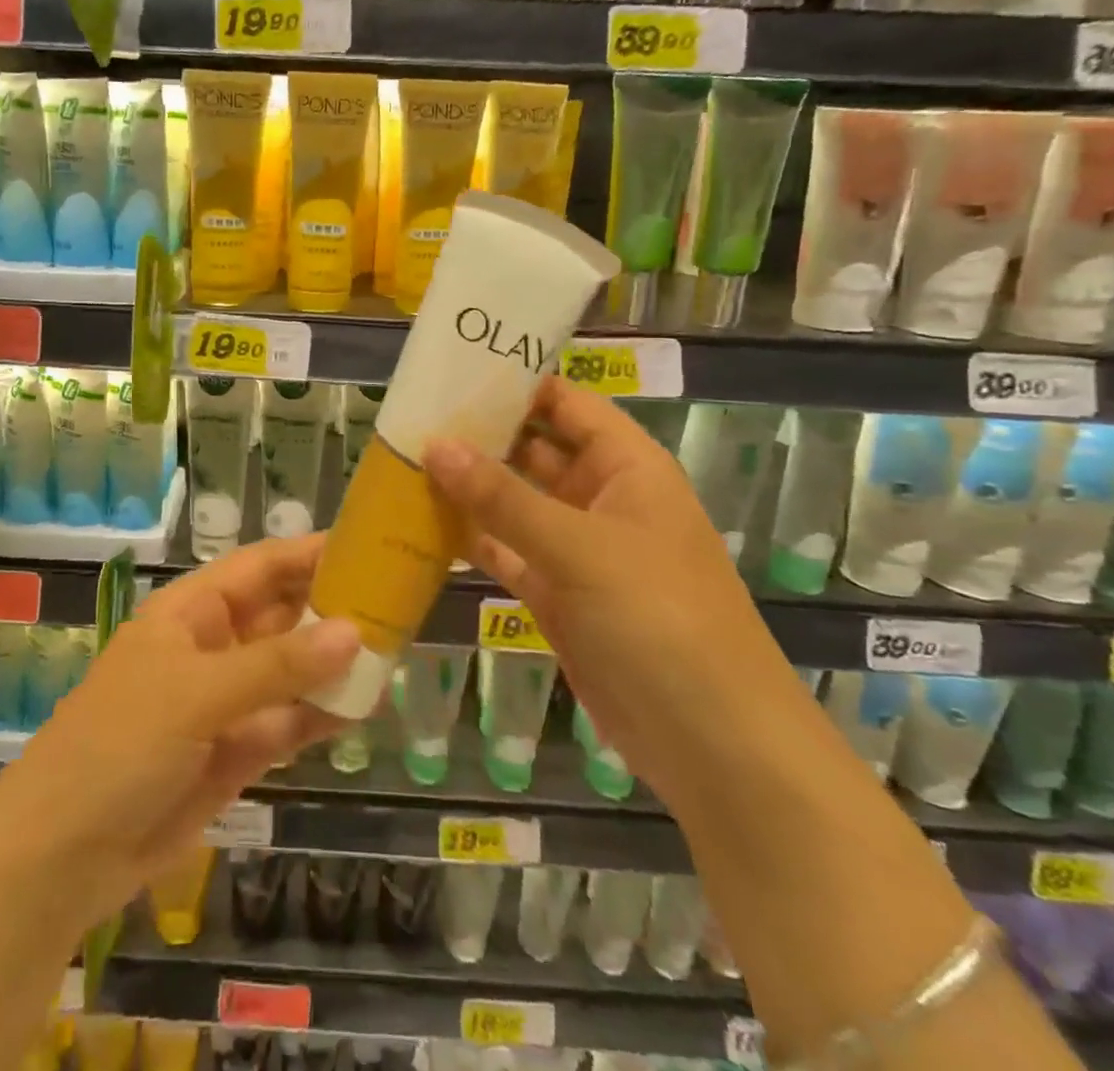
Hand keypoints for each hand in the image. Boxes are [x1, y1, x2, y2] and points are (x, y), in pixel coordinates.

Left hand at [0, 534, 358, 931]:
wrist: (63, 853)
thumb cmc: (121, 743)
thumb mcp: (197, 692)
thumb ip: (277, 665)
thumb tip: (354, 632)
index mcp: (191, 612)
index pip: (259, 567)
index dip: (308, 554)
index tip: (366, 546)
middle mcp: (212, 647)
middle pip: (281, 616)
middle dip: (331, 608)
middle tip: (396, 602)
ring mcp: (225, 702)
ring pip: (290, 670)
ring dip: (333, 663)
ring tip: (394, 649)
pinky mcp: (235, 752)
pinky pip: (287, 723)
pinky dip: (320, 715)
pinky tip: (363, 706)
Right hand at [423, 377, 807, 803]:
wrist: (712, 744)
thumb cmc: (659, 619)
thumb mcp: (579, 548)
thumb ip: (502, 496)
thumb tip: (435, 443)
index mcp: (627, 467)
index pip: (566, 403)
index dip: (516, 382)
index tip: (451, 370)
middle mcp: (601, 498)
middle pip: (532, 449)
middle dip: (478, 434)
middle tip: (409, 416)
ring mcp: (576, 549)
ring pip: (512, 502)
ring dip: (466, 487)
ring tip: (402, 460)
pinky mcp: (555, 594)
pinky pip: (504, 551)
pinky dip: (469, 538)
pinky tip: (420, 522)